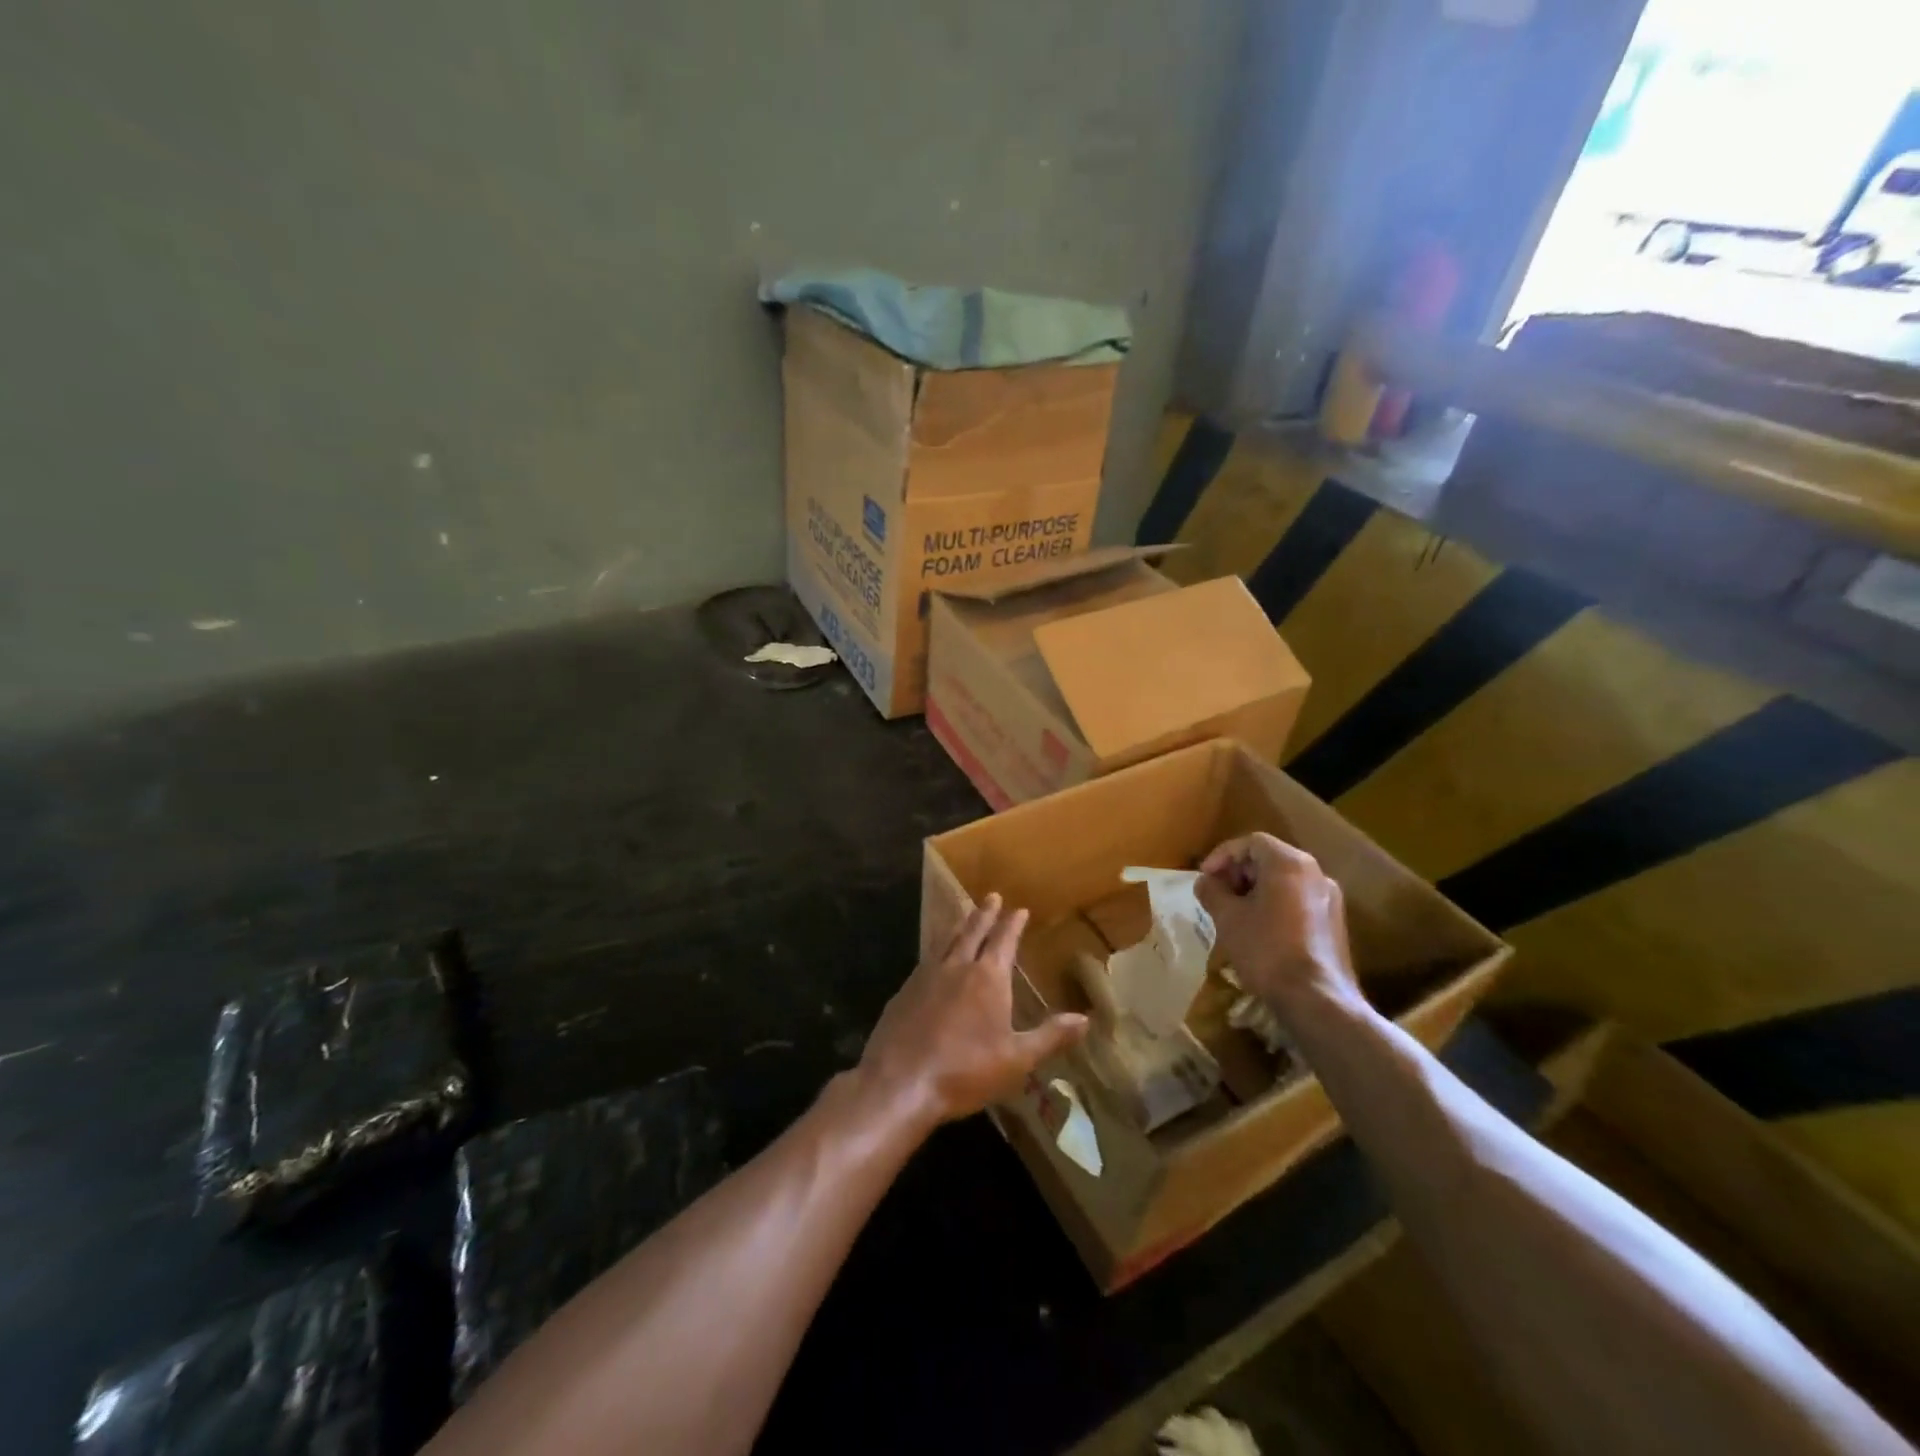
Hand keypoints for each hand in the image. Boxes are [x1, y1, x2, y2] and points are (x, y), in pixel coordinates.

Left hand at [861, 894, 1088, 1131]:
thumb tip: (1085, 1019)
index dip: (1012, 924)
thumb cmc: (965, 1071)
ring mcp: (926, 976)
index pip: (1003, 941)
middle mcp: (956, 967)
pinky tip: (934, 958)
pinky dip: (936, 949)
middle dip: (985, 914)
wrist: (900, 1082)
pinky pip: (926, 960)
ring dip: (959, 926)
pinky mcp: (904, 992)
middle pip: (972, 932)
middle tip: (991, 896)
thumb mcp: (1017, 1059)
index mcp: (987, 978)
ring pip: (946, 941)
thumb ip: (1050, 1036)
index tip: (1019, 909)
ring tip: (965, 915)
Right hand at [1196, 834, 1360, 1023]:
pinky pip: (1297, 901)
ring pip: (1284, 881)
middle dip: (1238, 872)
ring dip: (1254, 890)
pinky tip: (1258, 930)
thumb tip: (1205, 882)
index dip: (1222, 855)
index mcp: (1289, 863)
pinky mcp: (1334, 923)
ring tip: (1233, 913)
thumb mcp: (1227, 918)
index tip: (1205, 876)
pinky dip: (1274, 905)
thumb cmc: (1266, 949)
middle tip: (1217, 894)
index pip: (1251, 842)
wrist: (1317, 999)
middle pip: (1269, 858)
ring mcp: (1329, 899)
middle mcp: (1315, 873)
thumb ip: (1212, 892)